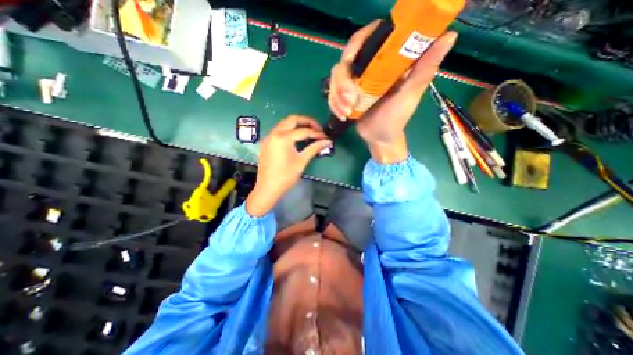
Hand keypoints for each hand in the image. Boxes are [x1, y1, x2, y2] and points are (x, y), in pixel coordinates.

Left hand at [246, 115, 333, 215]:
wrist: (268, 188)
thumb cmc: (285, 176)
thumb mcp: (301, 161)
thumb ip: (314, 148)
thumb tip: (327, 141)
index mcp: (283, 138)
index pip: (304, 131)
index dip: (316, 134)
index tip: (325, 137)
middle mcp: (274, 133)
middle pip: (292, 120)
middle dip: (306, 121)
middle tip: (317, 128)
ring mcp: (269, 137)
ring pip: (284, 123)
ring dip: (297, 124)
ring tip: (308, 131)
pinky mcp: (267, 142)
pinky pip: (279, 130)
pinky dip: (289, 130)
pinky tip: (296, 137)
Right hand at [330, 21, 457, 160]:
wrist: (380, 138)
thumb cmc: (396, 119)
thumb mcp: (410, 96)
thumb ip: (424, 70)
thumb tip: (449, 35)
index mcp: (385, 63)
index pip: (368, 38)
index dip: (356, 44)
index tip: (350, 60)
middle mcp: (368, 69)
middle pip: (345, 59)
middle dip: (342, 82)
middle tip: (350, 100)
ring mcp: (354, 82)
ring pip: (336, 77)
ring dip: (337, 96)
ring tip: (347, 112)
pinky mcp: (345, 95)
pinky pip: (332, 93)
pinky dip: (334, 104)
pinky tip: (342, 115)